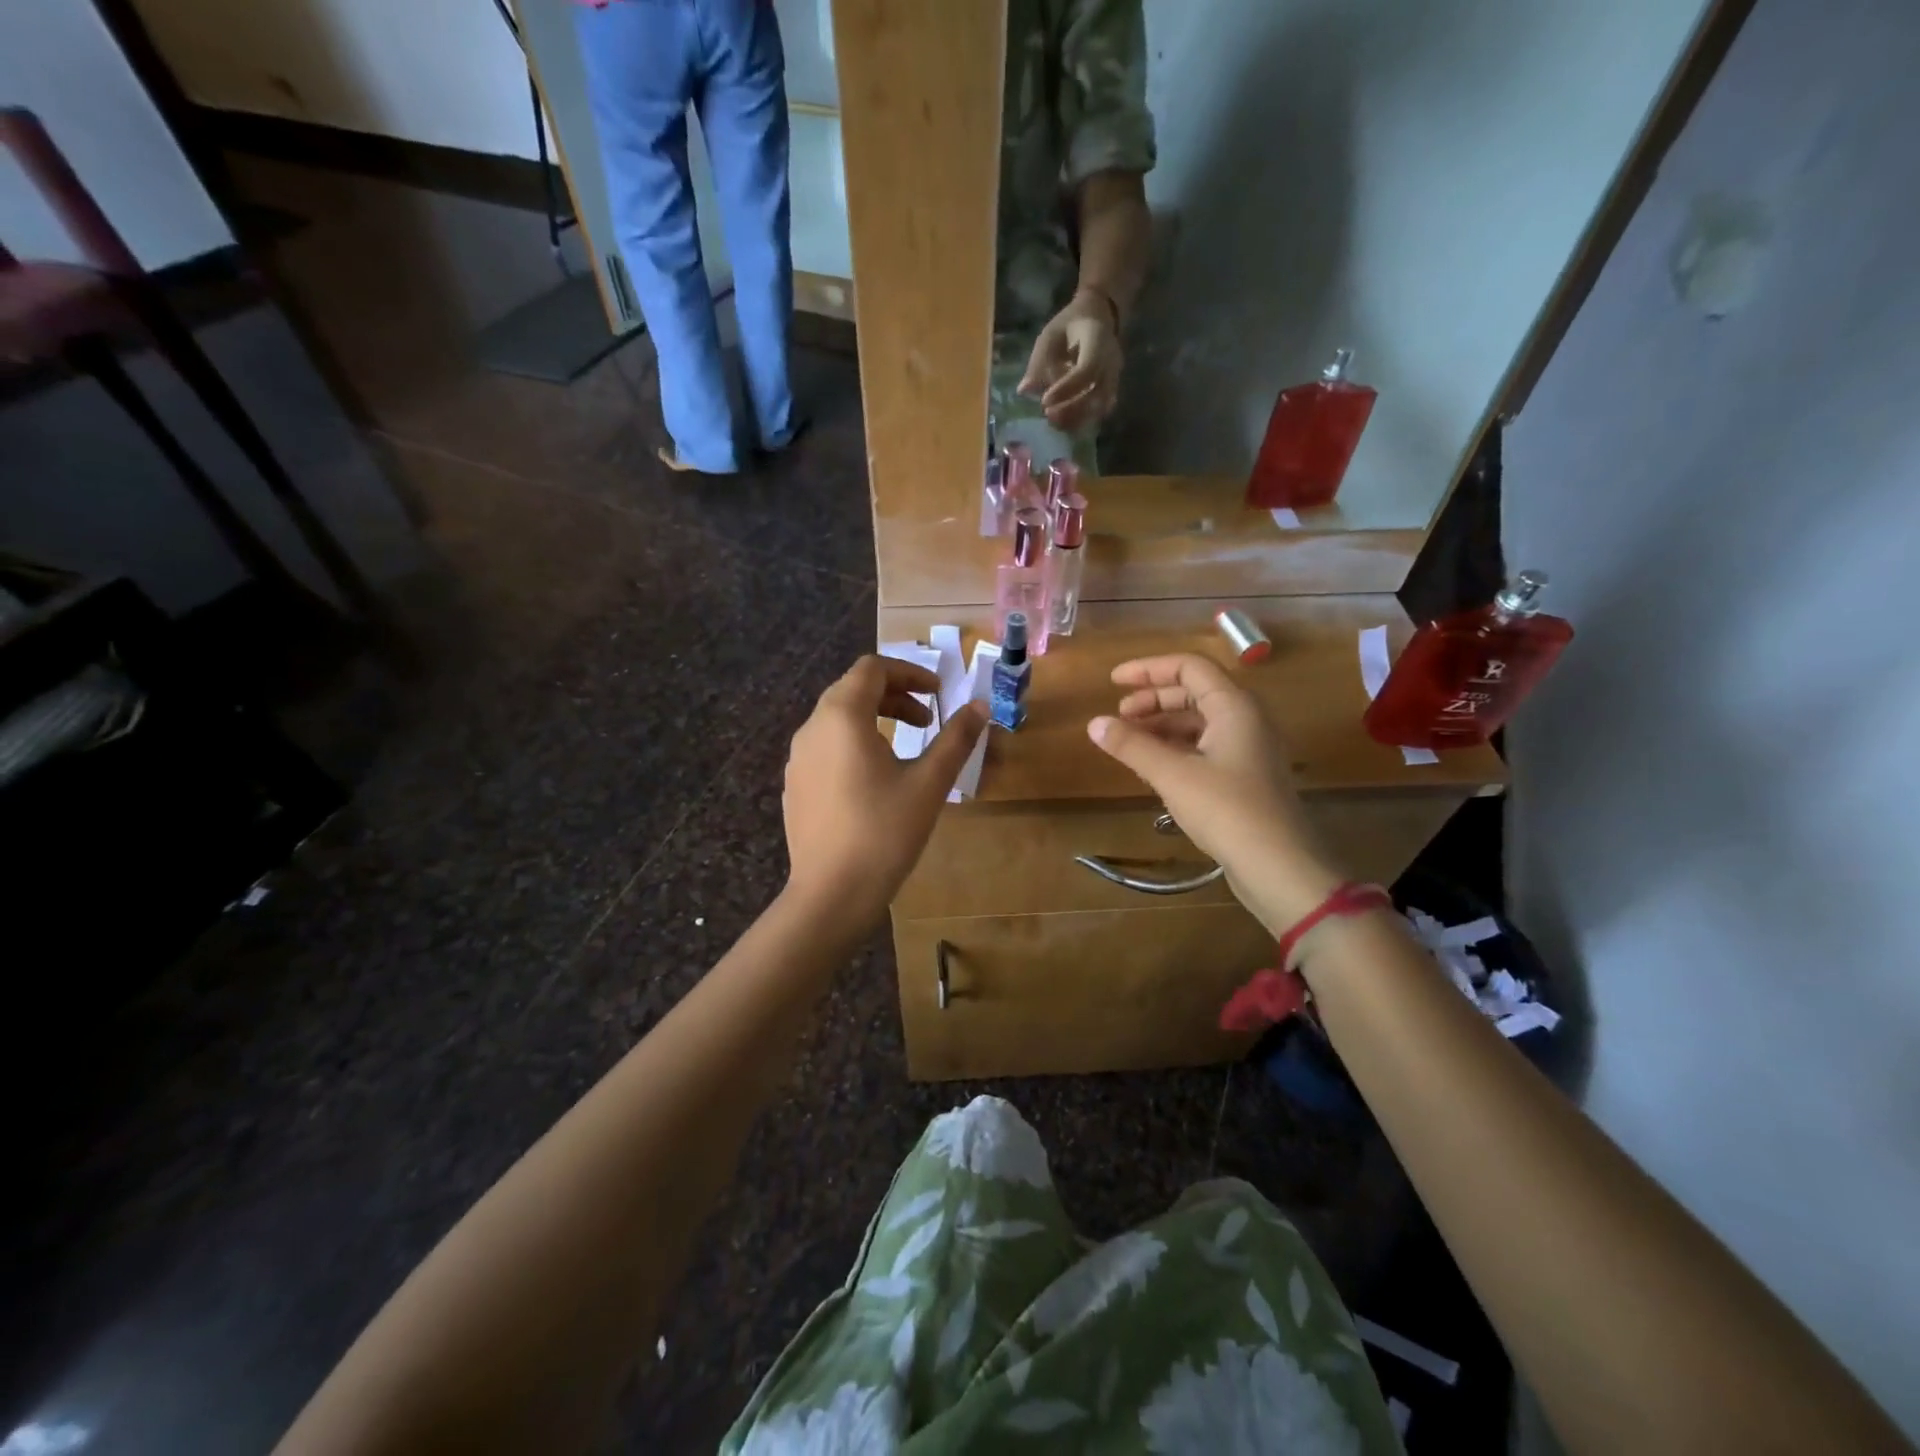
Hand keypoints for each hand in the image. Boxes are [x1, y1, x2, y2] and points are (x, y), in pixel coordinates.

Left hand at [783, 656, 986, 924]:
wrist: (831, 894)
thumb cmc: (884, 832)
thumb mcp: (929, 783)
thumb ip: (956, 739)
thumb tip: (980, 707)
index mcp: (842, 716)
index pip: (872, 668)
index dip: (909, 672)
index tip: (939, 693)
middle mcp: (812, 728)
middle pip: (853, 690)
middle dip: (895, 695)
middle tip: (928, 719)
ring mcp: (797, 759)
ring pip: (837, 719)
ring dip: (875, 719)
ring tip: (906, 746)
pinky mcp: (795, 785)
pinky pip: (826, 746)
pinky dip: (854, 743)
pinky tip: (876, 779)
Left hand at [1018, 289, 1122, 431]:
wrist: (1098, 317)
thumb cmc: (1069, 325)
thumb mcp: (1050, 335)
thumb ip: (1039, 361)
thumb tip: (1024, 390)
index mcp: (1097, 339)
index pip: (1086, 369)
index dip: (1066, 388)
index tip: (1044, 401)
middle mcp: (1112, 360)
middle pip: (1097, 393)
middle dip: (1071, 409)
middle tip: (1048, 415)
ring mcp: (1115, 376)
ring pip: (1101, 406)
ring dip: (1077, 419)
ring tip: (1054, 422)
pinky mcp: (1112, 388)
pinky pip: (1100, 410)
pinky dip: (1083, 420)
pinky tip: (1065, 423)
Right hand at [1087, 654, 1341, 930]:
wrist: (1280, 866)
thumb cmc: (1227, 810)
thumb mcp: (1172, 775)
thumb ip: (1131, 746)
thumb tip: (1094, 723)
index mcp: (1234, 706)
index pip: (1189, 667)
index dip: (1148, 669)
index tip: (1112, 681)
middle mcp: (1246, 719)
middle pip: (1194, 692)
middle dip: (1152, 699)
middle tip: (1118, 717)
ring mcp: (1248, 748)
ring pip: (1199, 721)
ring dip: (1161, 725)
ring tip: (1128, 742)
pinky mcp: (1245, 776)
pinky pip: (1205, 746)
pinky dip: (1176, 747)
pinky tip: (1153, 765)